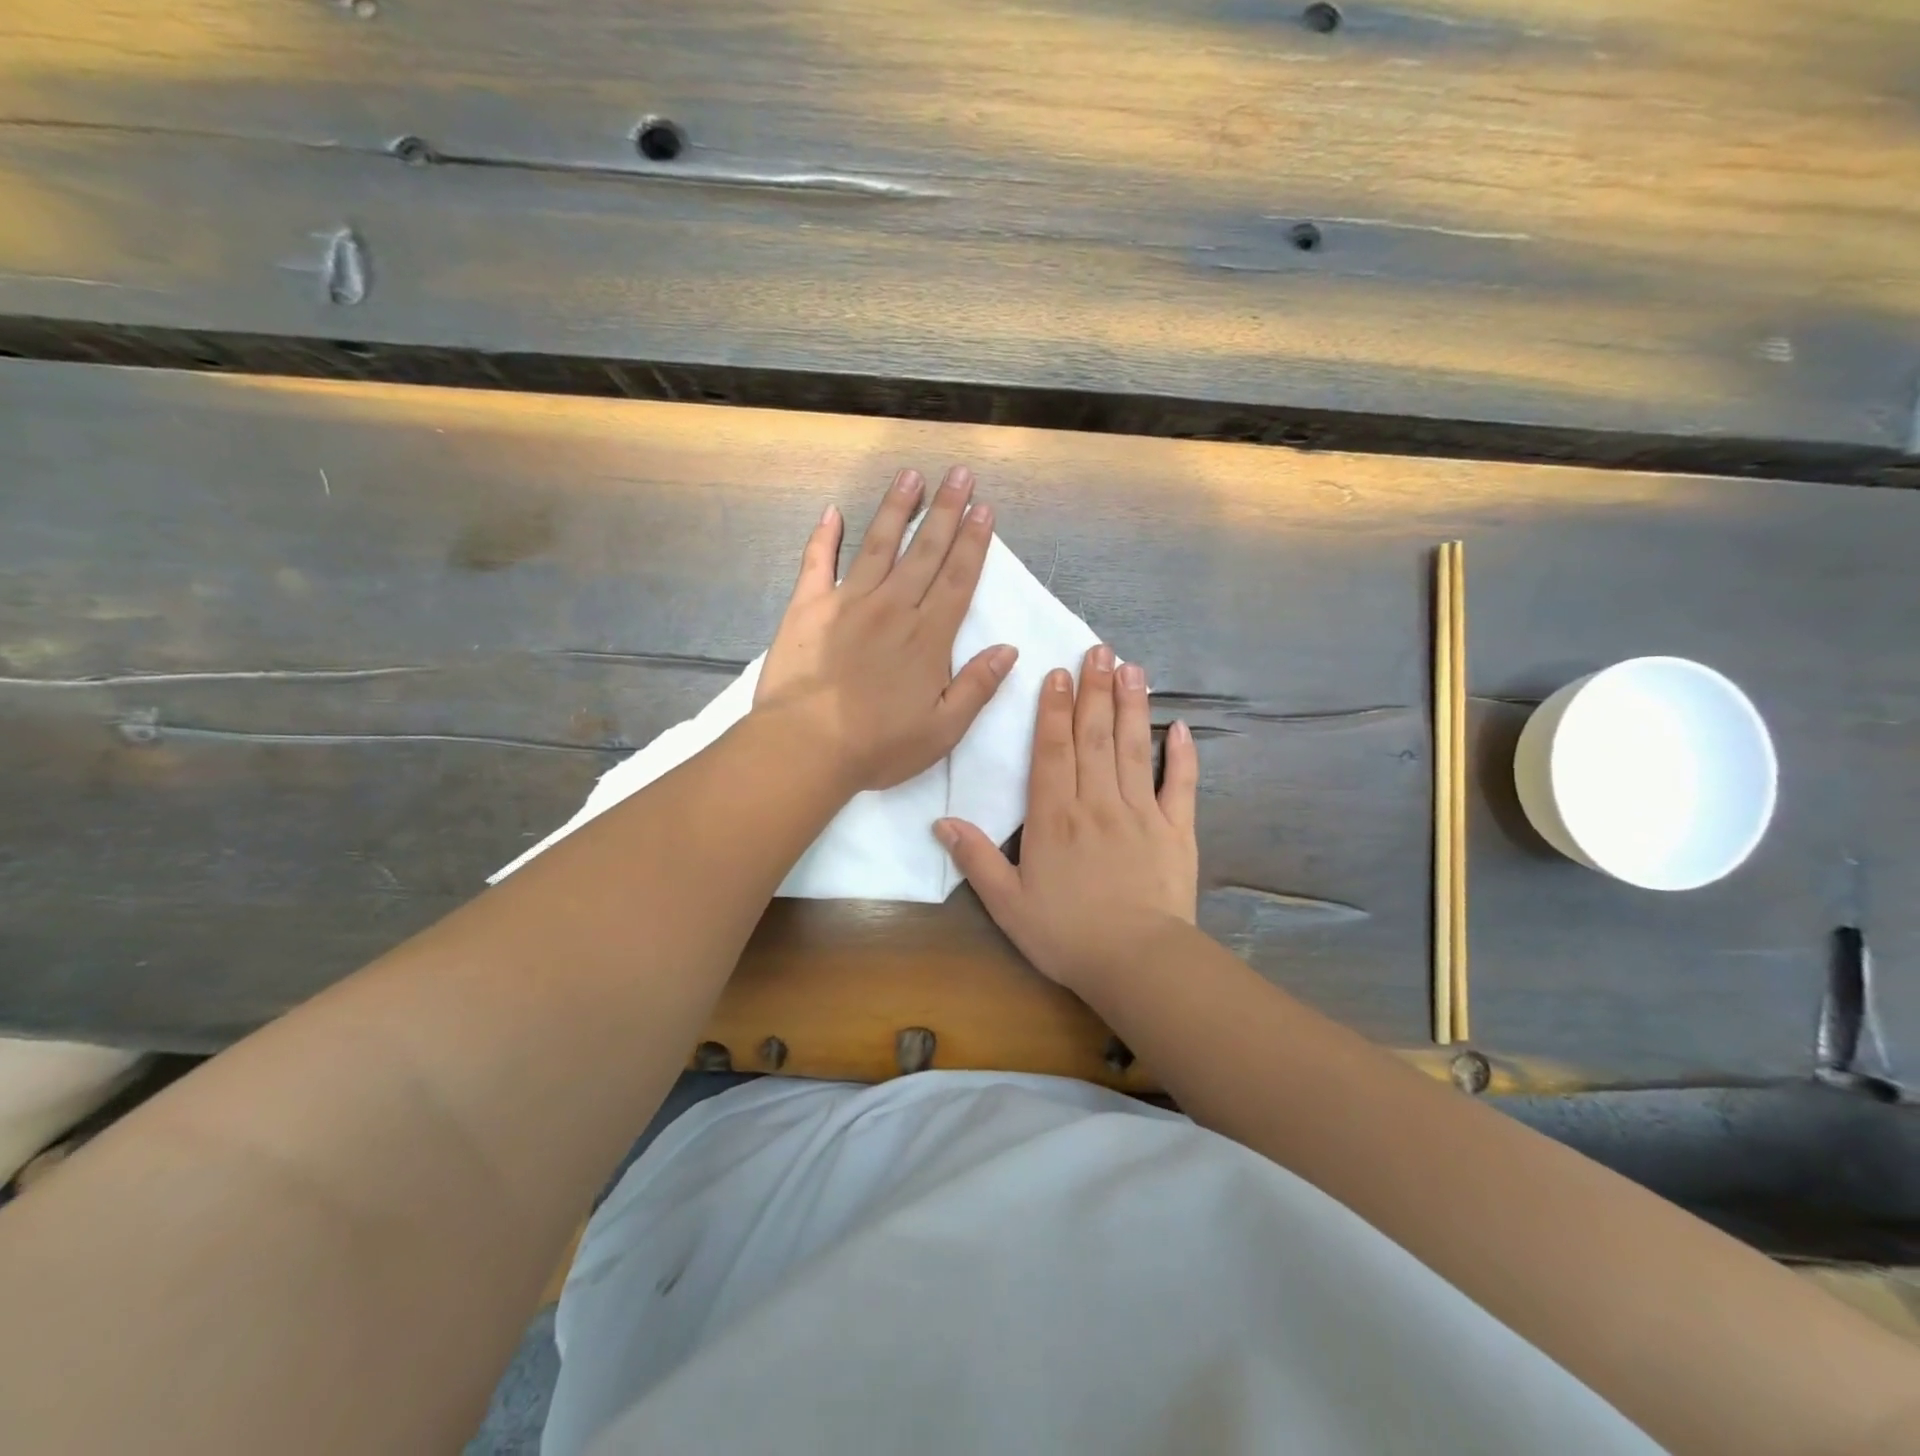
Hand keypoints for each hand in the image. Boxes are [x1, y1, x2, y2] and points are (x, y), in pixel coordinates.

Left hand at [754, 466, 1017, 792]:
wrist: (806, 747)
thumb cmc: (878, 746)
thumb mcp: (943, 730)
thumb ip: (977, 686)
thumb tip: (1008, 650)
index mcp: (928, 636)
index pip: (958, 579)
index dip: (974, 543)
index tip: (984, 509)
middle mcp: (893, 607)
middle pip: (926, 551)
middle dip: (946, 510)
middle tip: (960, 474)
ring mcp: (848, 602)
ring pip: (879, 545)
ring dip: (897, 509)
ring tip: (911, 475)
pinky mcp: (808, 607)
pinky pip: (817, 562)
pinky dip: (824, 536)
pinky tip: (833, 513)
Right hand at [936, 644, 1199, 993]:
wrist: (1136, 963)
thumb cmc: (1066, 934)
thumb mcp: (1007, 903)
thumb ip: (977, 859)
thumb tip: (941, 821)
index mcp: (1055, 816)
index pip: (1052, 749)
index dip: (1054, 708)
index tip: (1059, 672)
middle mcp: (1098, 802)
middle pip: (1095, 736)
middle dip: (1095, 690)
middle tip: (1099, 650)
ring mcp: (1142, 812)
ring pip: (1135, 748)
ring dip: (1133, 706)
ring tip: (1133, 668)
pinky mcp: (1177, 830)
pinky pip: (1182, 785)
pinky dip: (1183, 756)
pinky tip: (1181, 727)